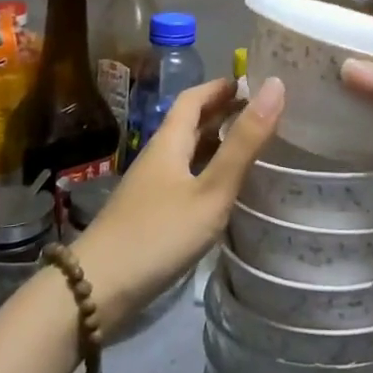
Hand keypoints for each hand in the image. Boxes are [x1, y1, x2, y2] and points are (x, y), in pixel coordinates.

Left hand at [71, 76, 283, 332]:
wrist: (97, 290)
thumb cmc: (159, 233)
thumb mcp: (211, 189)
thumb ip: (244, 143)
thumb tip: (275, 85)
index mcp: (169, 140)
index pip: (194, 98)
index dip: (221, 86)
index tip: (253, 82)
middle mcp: (159, 156)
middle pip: (191, 123)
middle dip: (223, 112)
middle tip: (262, 112)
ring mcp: (152, 187)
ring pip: (188, 152)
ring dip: (216, 143)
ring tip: (252, 146)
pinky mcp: (150, 214)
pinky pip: (185, 178)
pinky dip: (208, 172)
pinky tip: (225, 190)